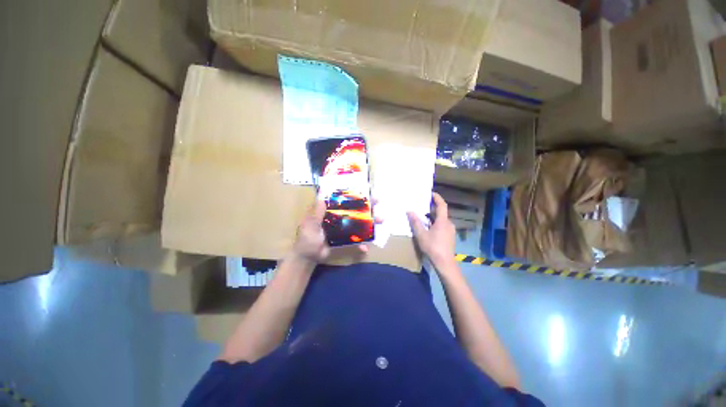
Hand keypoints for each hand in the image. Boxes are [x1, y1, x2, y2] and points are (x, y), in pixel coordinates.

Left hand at [291, 200, 375, 264]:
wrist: (308, 257)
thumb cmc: (306, 239)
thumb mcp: (309, 226)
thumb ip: (315, 214)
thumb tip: (321, 197)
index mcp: (329, 210)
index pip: (343, 198)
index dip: (354, 192)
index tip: (365, 188)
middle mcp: (339, 216)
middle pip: (356, 209)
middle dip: (368, 204)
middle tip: (378, 201)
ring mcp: (344, 228)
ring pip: (360, 222)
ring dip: (371, 222)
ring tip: (381, 220)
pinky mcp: (346, 239)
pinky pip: (356, 240)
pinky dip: (362, 244)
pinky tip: (365, 248)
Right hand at [407, 192, 455, 267]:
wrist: (445, 263)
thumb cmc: (433, 247)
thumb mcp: (421, 234)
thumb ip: (415, 222)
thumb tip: (409, 211)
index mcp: (443, 221)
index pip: (442, 205)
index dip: (437, 198)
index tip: (431, 193)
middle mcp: (449, 224)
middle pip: (441, 212)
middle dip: (432, 208)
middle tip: (422, 205)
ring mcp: (450, 231)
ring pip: (441, 220)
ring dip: (433, 217)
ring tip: (422, 216)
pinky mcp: (450, 237)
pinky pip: (442, 225)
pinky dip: (435, 223)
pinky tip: (428, 228)